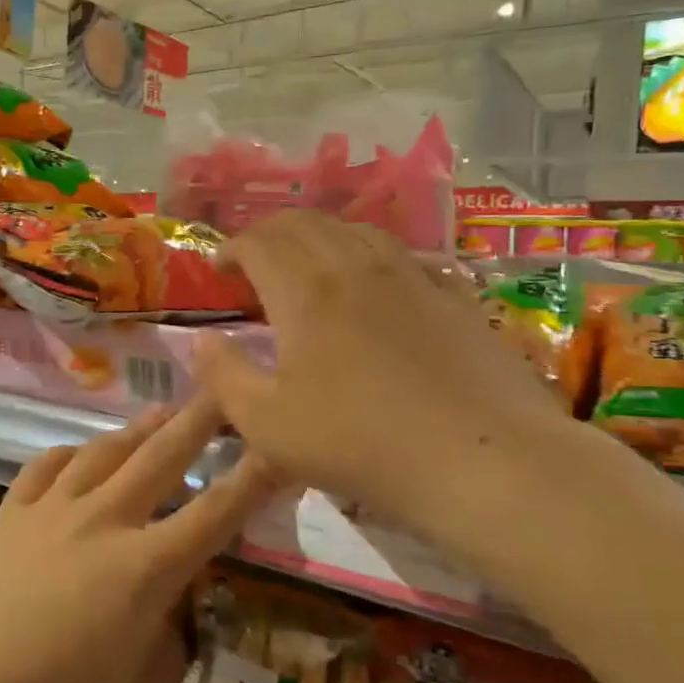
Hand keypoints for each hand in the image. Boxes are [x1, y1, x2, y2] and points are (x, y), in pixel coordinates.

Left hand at [0, 399, 271, 682]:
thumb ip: (169, 651)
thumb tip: (169, 615)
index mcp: (146, 568)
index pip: (216, 513)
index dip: (254, 476)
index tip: (277, 443)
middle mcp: (105, 521)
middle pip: (162, 457)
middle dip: (200, 420)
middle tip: (225, 389)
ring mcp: (53, 509)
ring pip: (107, 450)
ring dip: (141, 427)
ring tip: (163, 411)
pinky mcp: (12, 511)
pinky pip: (48, 465)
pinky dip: (73, 453)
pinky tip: (83, 451)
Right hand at [192, 212, 580, 532]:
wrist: (482, 459)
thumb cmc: (360, 443)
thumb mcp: (267, 424)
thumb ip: (223, 376)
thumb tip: (201, 340)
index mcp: (305, 291)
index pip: (259, 243)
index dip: (232, 248)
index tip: (219, 269)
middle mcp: (355, 267)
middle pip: (304, 223)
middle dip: (269, 234)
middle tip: (254, 262)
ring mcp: (410, 276)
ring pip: (354, 230)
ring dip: (319, 237)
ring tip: (308, 265)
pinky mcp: (451, 296)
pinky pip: (401, 255)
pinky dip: (369, 255)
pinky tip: (374, 282)